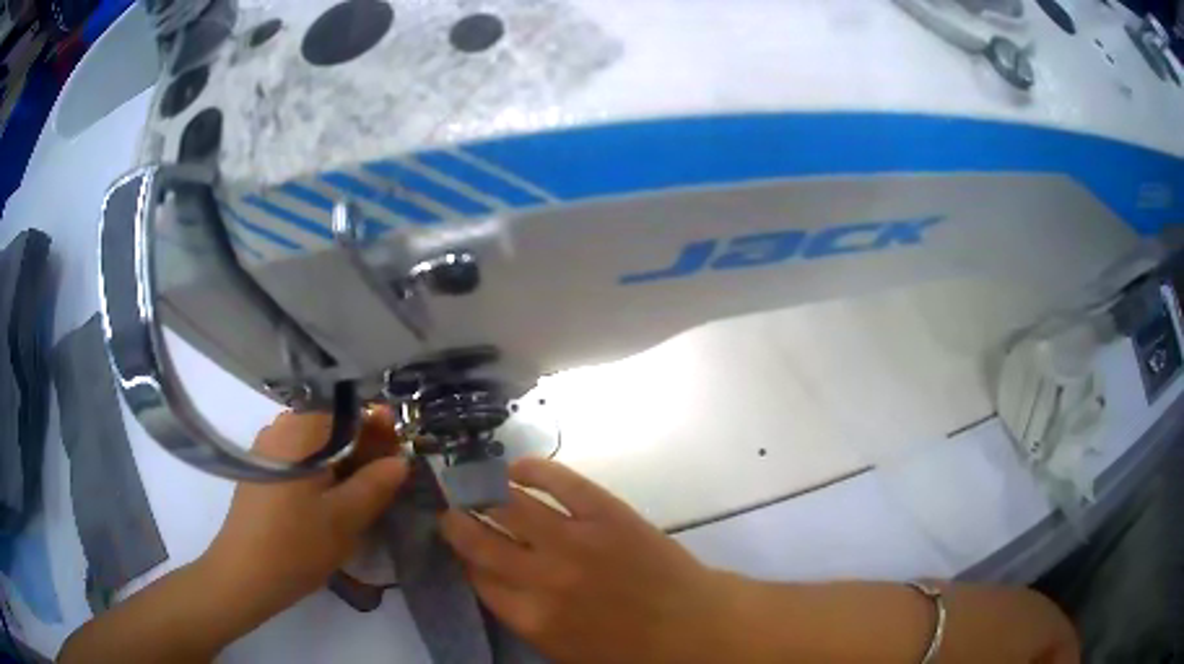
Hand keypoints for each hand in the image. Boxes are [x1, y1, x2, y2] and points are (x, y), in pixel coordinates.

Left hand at [199, 410, 407, 620]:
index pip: (351, 416)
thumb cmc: (296, 544)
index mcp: (301, 430)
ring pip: (316, 448)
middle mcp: (280, 428)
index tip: (401, 457)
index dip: (381, 434)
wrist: (244, 574)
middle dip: (363, 452)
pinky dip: (321, 475)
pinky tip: (330, 504)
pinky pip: (300, 462)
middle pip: (332, 430)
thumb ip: (376, 484)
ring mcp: (266, 450)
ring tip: (362, 497)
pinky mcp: (260, 472)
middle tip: (387, 483)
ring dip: (343, 466)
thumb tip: (399, 460)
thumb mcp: (346, 518)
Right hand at [440, 459, 740, 663]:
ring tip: (473, 483)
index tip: (455, 544)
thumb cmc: (627, 649)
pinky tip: (516, 469)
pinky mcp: (605, 512)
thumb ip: (520, 615)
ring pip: (511, 505)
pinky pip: (559, 481)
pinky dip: (532, 469)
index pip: (476, 576)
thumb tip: (488, 576)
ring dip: (484, 492)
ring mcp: (574, 539)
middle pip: (481, 539)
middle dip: (457, 521)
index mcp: (531, 617)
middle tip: (449, 508)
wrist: (691, 626)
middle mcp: (543, 576)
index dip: (461, 556)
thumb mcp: (561, 649)